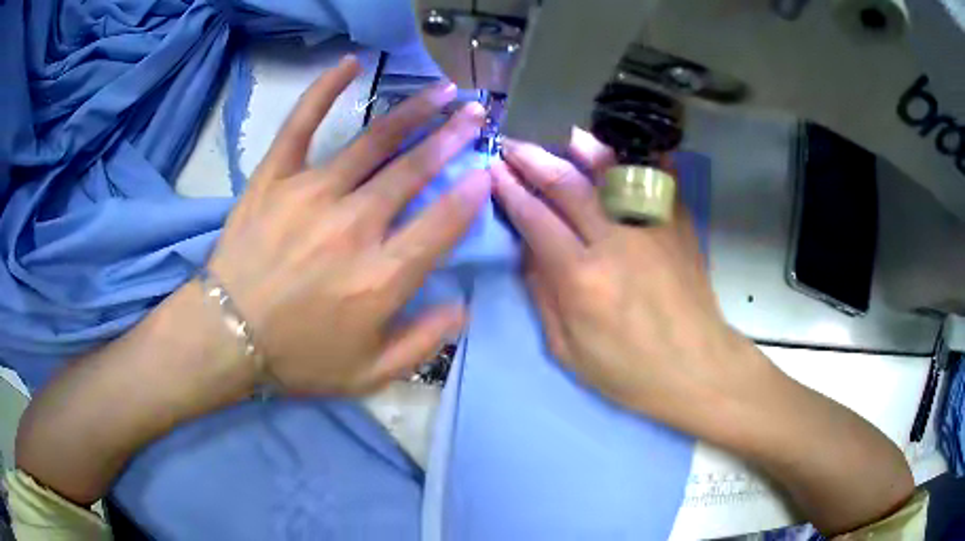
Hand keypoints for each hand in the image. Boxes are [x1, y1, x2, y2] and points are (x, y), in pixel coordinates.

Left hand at [209, 56, 489, 395]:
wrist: (225, 336)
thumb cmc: (298, 358)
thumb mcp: (370, 374)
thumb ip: (423, 343)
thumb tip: (462, 306)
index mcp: (382, 276)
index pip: (442, 223)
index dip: (471, 194)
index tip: (487, 171)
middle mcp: (355, 225)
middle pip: (415, 171)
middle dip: (454, 138)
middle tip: (477, 114)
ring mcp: (312, 193)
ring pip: (375, 142)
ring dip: (415, 112)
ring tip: (444, 90)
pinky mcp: (275, 177)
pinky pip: (302, 124)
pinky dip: (326, 90)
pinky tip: (351, 63)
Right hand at [491, 135, 768, 433]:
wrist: (696, 368)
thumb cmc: (629, 371)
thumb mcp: (568, 350)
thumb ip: (542, 295)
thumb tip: (527, 248)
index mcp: (582, 279)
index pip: (536, 219)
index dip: (510, 191)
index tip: (493, 171)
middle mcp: (616, 242)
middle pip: (568, 186)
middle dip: (534, 160)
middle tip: (513, 145)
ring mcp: (653, 228)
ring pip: (614, 173)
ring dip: (586, 149)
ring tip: (567, 136)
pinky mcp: (678, 226)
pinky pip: (659, 180)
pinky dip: (640, 160)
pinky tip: (626, 150)